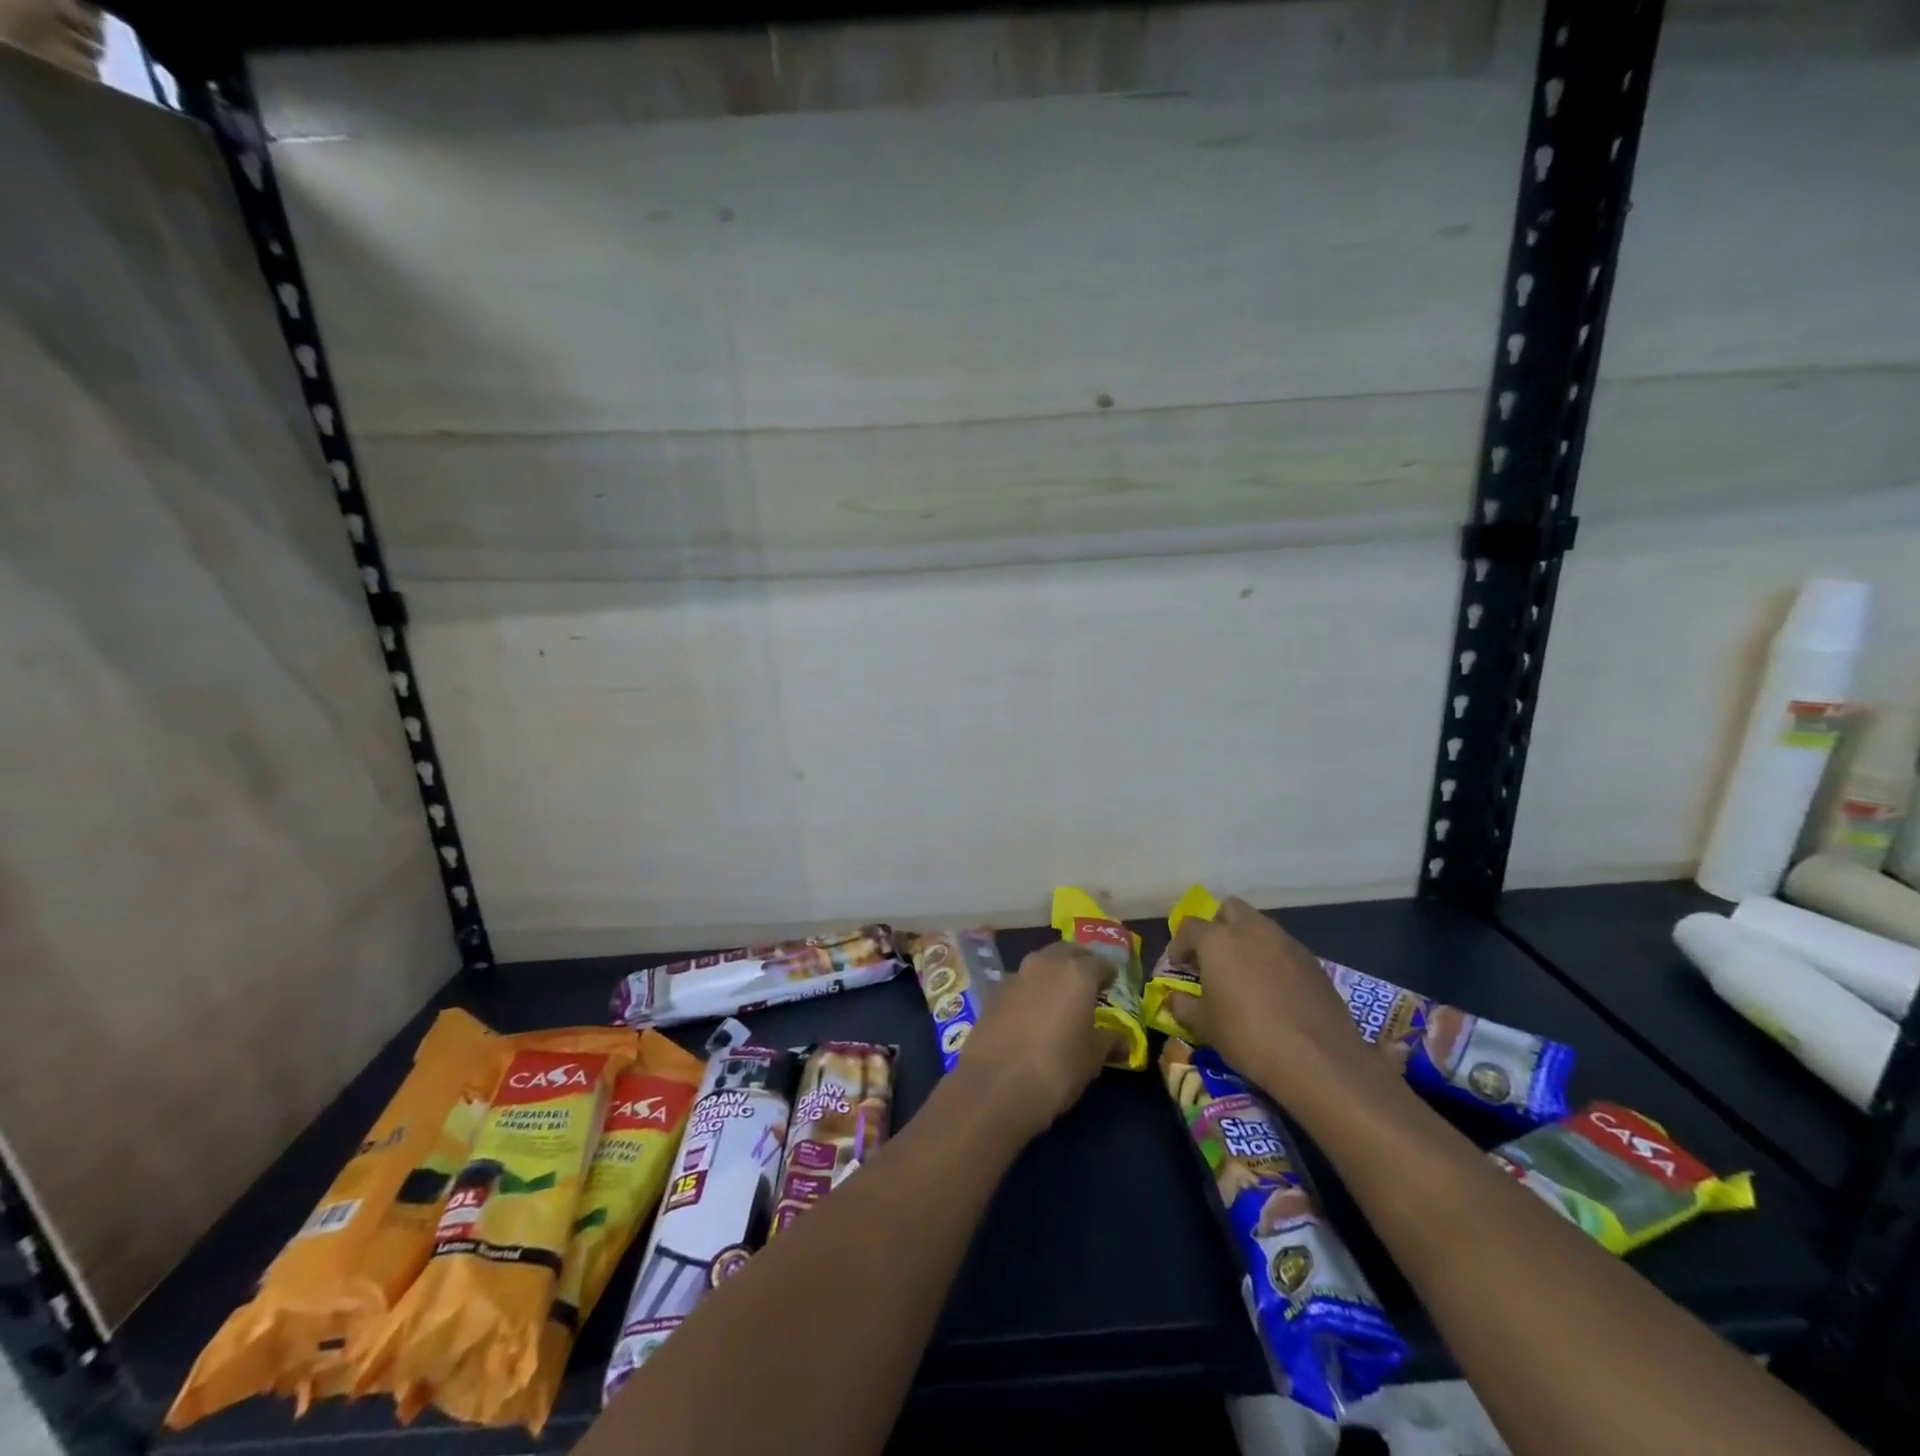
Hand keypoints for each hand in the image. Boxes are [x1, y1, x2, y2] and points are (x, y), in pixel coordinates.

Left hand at [951, 942, 1116, 1141]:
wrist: (995, 1085)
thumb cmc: (1056, 1069)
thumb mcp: (1092, 1059)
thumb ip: (1108, 1041)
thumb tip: (1120, 1038)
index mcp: (1076, 974)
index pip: (1100, 963)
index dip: (1108, 974)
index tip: (1111, 986)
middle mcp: (1045, 964)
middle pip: (1066, 952)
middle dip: (1078, 962)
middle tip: (1086, 983)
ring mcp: (1015, 975)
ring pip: (1040, 963)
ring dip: (1051, 973)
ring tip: (1059, 996)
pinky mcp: (993, 992)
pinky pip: (1019, 982)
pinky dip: (1029, 990)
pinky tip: (1031, 1012)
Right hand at [1164, 897, 1379, 1107]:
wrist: (1318, 1059)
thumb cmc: (1247, 1036)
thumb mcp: (1205, 1026)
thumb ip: (1184, 1006)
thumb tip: (1175, 1000)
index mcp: (1218, 940)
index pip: (1189, 927)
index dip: (1180, 944)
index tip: (1179, 966)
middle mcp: (1252, 930)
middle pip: (1229, 910)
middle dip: (1217, 927)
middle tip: (1213, 958)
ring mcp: (1287, 943)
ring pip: (1260, 926)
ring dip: (1247, 941)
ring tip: (1245, 975)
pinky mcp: (1313, 962)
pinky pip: (1284, 949)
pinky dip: (1273, 960)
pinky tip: (1274, 991)